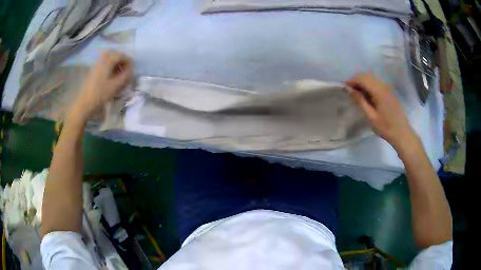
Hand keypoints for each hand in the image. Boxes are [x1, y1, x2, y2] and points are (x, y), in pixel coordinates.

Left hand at [70, 51, 132, 120]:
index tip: (132, 70)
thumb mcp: (116, 86)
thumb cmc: (100, 94)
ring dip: (116, 62)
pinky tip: (111, 75)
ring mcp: (96, 64)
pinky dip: (110, 65)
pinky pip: (104, 62)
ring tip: (119, 72)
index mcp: (108, 61)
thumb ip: (125, 76)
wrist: (84, 103)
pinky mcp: (93, 70)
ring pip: (109, 57)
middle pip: (115, 53)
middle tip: (126, 69)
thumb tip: (131, 69)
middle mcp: (102, 59)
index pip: (122, 55)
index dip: (129, 61)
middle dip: (122, 59)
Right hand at [345, 73, 417, 149]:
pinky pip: (376, 83)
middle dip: (356, 80)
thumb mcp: (371, 116)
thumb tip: (349, 89)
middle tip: (349, 91)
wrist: (402, 133)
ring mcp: (387, 88)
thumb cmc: (386, 127)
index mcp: (379, 91)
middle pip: (367, 75)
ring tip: (357, 94)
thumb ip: (360, 101)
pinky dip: (369, 85)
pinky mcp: (389, 92)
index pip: (362, 78)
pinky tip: (367, 95)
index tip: (344, 88)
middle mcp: (383, 86)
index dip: (352, 81)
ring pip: (372, 78)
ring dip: (362, 82)